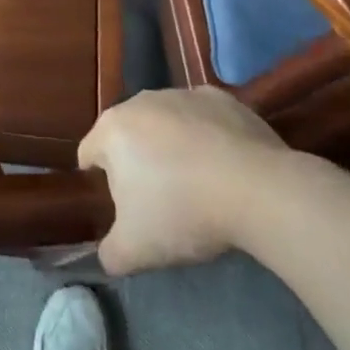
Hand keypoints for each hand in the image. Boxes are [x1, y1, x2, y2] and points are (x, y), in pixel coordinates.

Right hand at [77, 87, 289, 274]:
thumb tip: (108, 255)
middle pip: (127, 136)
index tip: (124, 210)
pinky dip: (206, 137)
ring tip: (197, 185)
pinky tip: (224, 167)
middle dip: (137, 163)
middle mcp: (141, 101)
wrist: (260, 191)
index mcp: (112, 129)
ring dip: (170, 147)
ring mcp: (183, 94)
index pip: (89, 155)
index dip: (99, 184)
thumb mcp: (135, 251)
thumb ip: (109, 254)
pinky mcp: (223, 99)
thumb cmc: (184, 213)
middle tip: (160, 201)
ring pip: (164, 124)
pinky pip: (202, 120)